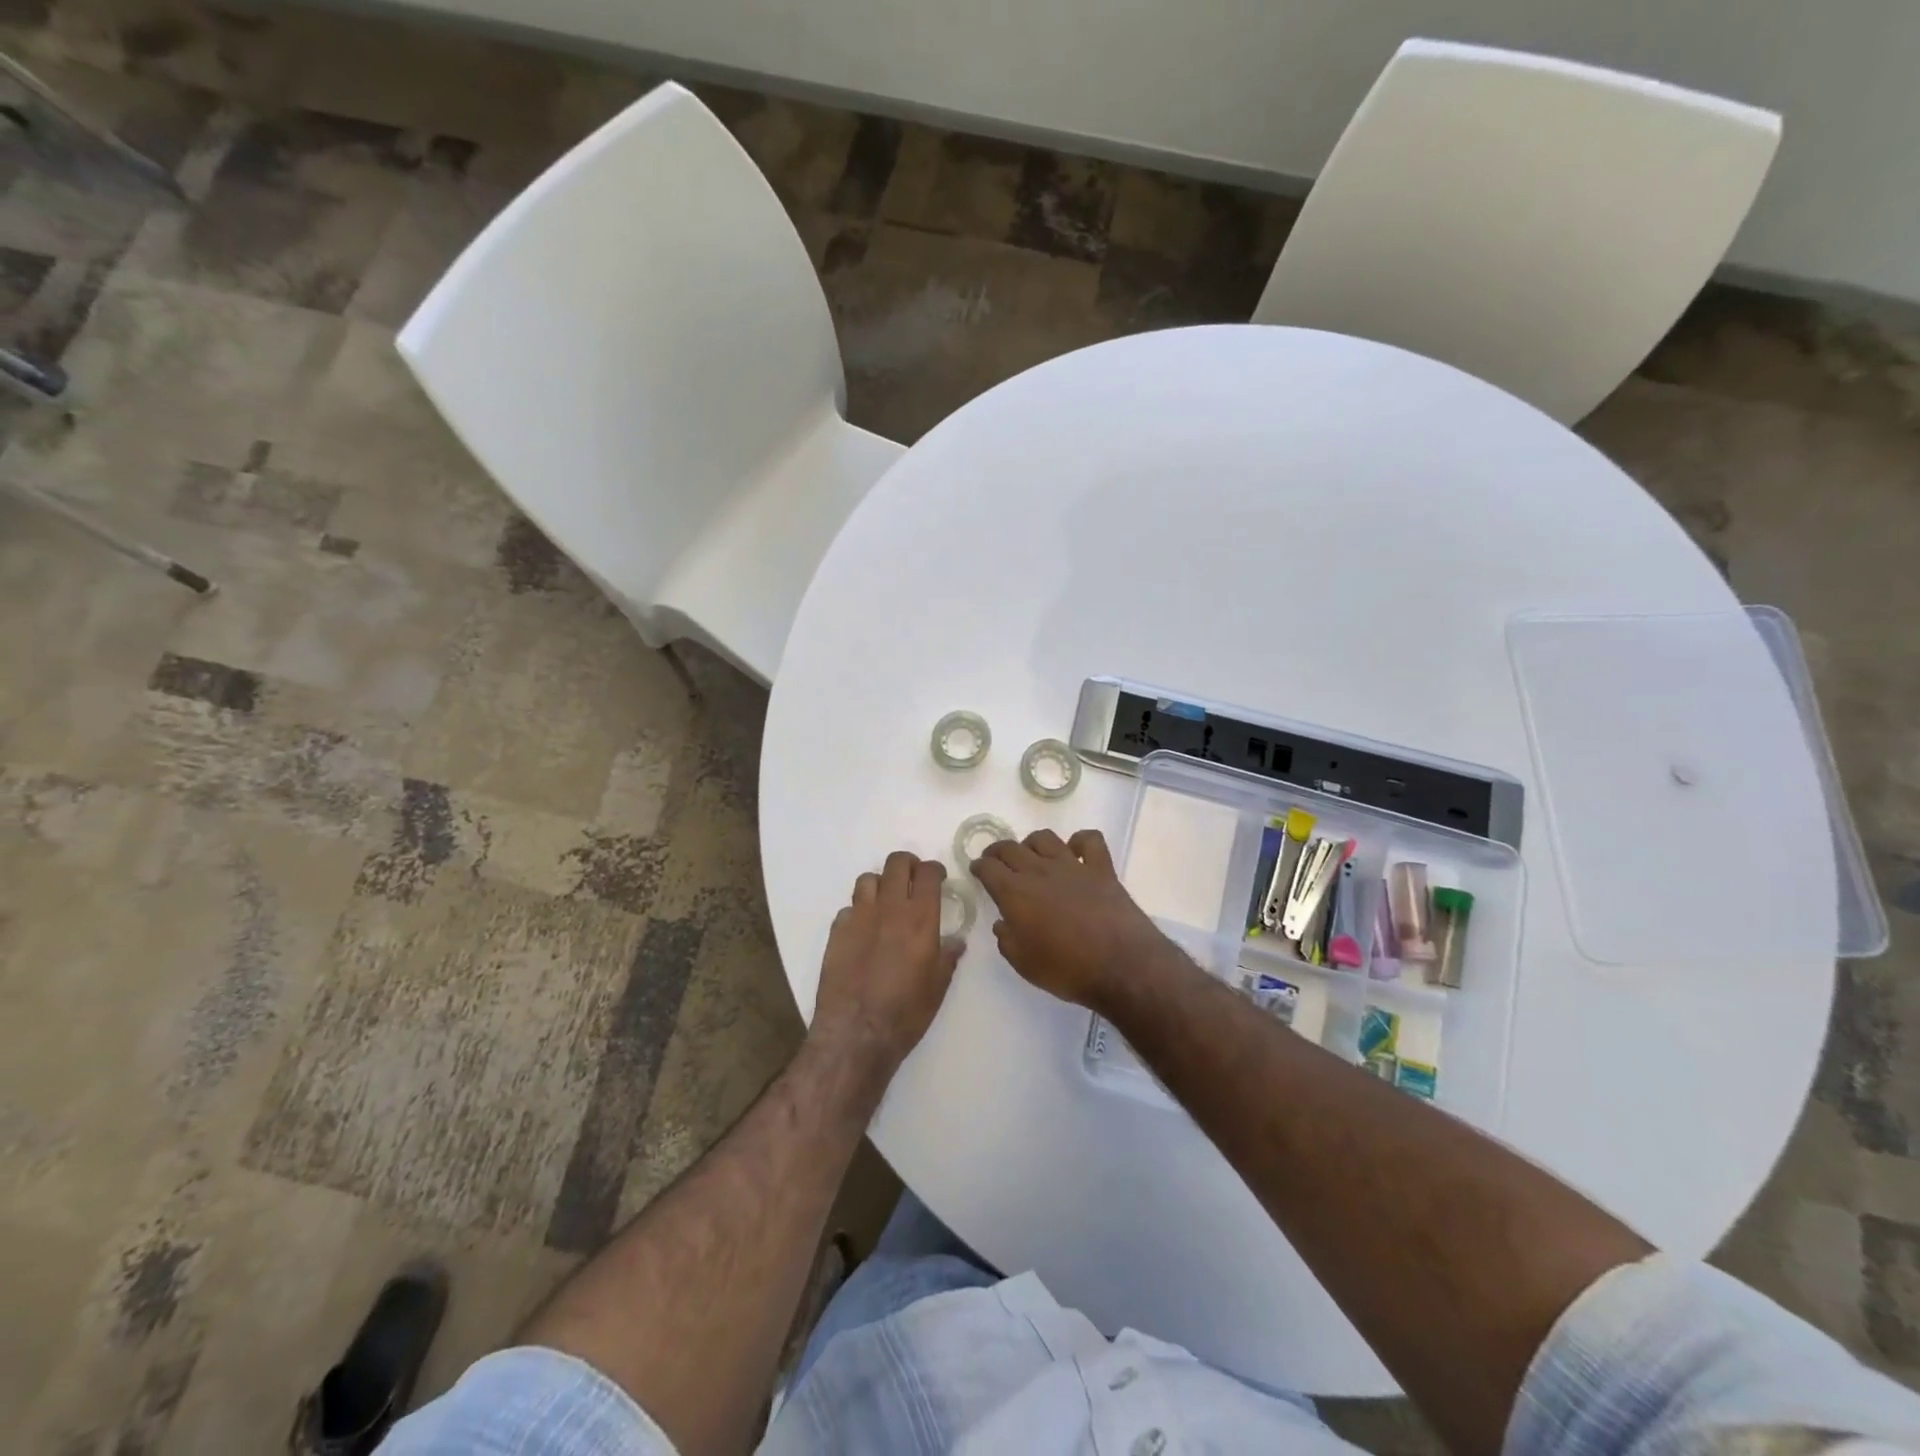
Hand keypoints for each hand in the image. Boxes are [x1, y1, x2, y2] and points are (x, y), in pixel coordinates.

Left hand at [812, 851, 962, 1070]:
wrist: (856, 1033)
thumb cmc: (906, 1012)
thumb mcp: (938, 987)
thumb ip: (947, 957)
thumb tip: (955, 941)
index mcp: (920, 918)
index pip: (928, 873)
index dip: (935, 870)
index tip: (938, 877)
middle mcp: (889, 908)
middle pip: (896, 864)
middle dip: (908, 865)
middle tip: (913, 880)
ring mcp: (859, 917)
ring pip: (868, 879)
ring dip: (880, 884)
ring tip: (886, 901)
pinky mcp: (837, 931)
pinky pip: (849, 908)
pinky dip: (858, 912)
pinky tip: (863, 930)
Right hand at [972, 829, 1173, 1012]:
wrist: (1121, 966)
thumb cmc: (1067, 969)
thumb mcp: (1024, 964)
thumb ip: (1007, 940)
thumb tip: (1003, 923)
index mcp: (1015, 893)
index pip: (988, 868)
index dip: (979, 867)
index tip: (977, 870)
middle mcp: (1040, 871)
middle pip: (1011, 848)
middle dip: (998, 852)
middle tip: (996, 861)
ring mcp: (1072, 866)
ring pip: (1045, 838)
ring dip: (1032, 843)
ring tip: (1031, 855)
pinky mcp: (1101, 868)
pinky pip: (1089, 840)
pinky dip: (1080, 841)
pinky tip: (1076, 852)